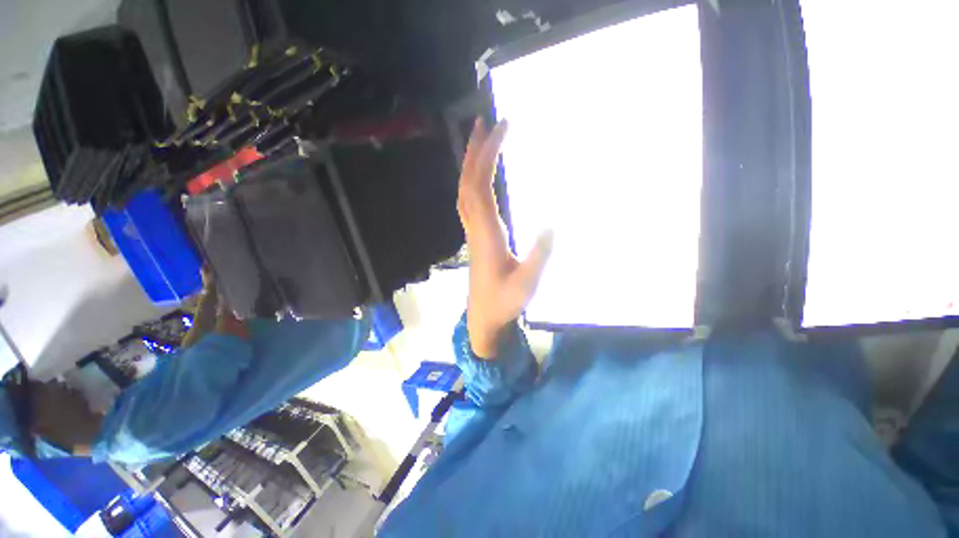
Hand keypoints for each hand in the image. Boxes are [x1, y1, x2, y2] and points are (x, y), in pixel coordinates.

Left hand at [458, 119, 552, 358]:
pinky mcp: (475, 236)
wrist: (483, 316)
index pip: (480, 187)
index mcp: (486, 234)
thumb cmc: (504, 302)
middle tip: (486, 122)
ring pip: (465, 191)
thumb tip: (553, 225)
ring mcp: (472, 231)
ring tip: (481, 139)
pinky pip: (468, 201)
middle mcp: (475, 227)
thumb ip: (539, 256)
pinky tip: (481, 174)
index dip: (486, 157)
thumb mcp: (527, 284)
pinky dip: (472, 181)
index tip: (500, 130)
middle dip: (475, 151)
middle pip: (468, 183)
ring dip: (470, 164)